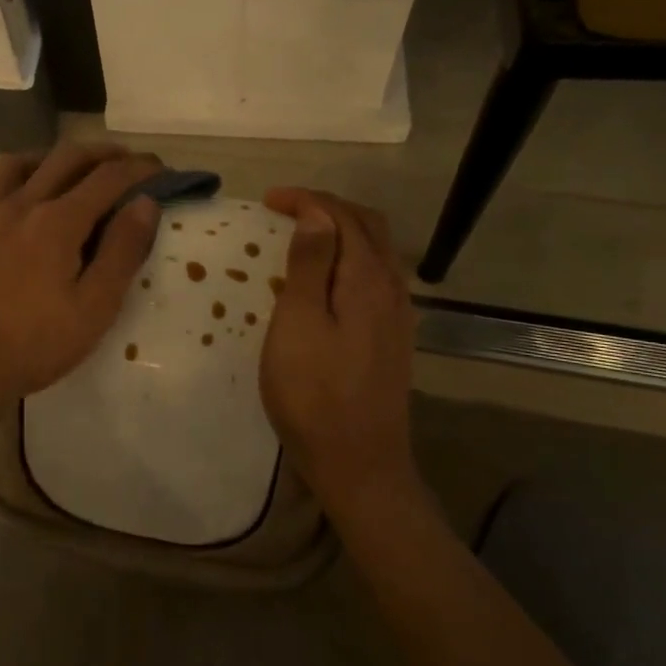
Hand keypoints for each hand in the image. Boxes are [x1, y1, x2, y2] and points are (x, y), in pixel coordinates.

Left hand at [0, 144, 162, 424]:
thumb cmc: (33, 345)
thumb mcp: (94, 308)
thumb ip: (122, 251)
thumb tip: (145, 203)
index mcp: (57, 221)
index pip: (108, 177)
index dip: (139, 168)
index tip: (160, 169)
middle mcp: (21, 204)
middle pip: (67, 157)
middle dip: (103, 153)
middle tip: (127, 162)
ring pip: (21, 163)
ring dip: (53, 159)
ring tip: (71, 172)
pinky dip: (12, 185)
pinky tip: (17, 205)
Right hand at [259, 189, 419, 519]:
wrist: (360, 465)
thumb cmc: (315, 395)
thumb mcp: (299, 325)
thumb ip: (310, 265)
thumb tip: (316, 214)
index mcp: (367, 279)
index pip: (342, 217)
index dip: (307, 200)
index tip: (268, 200)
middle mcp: (392, 289)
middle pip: (368, 226)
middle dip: (327, 207)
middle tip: (285, 209)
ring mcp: (397, 315)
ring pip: (376, 250)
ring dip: (341, 230)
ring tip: (303, 233)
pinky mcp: (393, 337)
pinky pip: (376, 275)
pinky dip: (350, 257)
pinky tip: (328, 277)